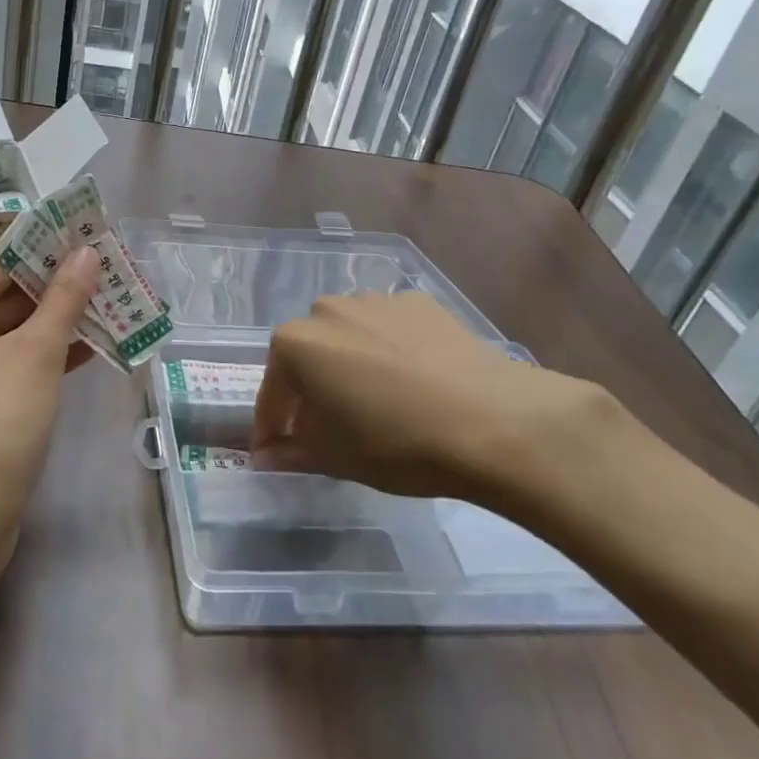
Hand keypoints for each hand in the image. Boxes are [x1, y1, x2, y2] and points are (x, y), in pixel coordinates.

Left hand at [0, 247, 100, 562]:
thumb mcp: (37, 353)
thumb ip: (64, 298)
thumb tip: (87, 252)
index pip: (1, 264)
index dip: (48, 249)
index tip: (89, 234)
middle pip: (9, 295)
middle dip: (61, 286)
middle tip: (110, 265)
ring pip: (17, 329)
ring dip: (62, 318)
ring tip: (114, 296)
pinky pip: (15, 358)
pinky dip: (50, 351)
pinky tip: (97, 339)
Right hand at [252, 293, 634, 513]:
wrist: (494, 422)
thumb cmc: (397, 442)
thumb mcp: (335, 457)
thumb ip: (291, 452)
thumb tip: (265, 457)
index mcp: (295, 344)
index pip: (272, 390)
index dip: (271, 425)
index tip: (273, 451)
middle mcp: (327, 310)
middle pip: (308, 356)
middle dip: (311, 390)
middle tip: (328, 428)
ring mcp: (375, 301)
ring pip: (349, 337)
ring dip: (350, 365)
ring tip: (376, 403)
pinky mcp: (419, 302)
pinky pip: (389, 329)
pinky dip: (390, 351)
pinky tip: (413, 382)